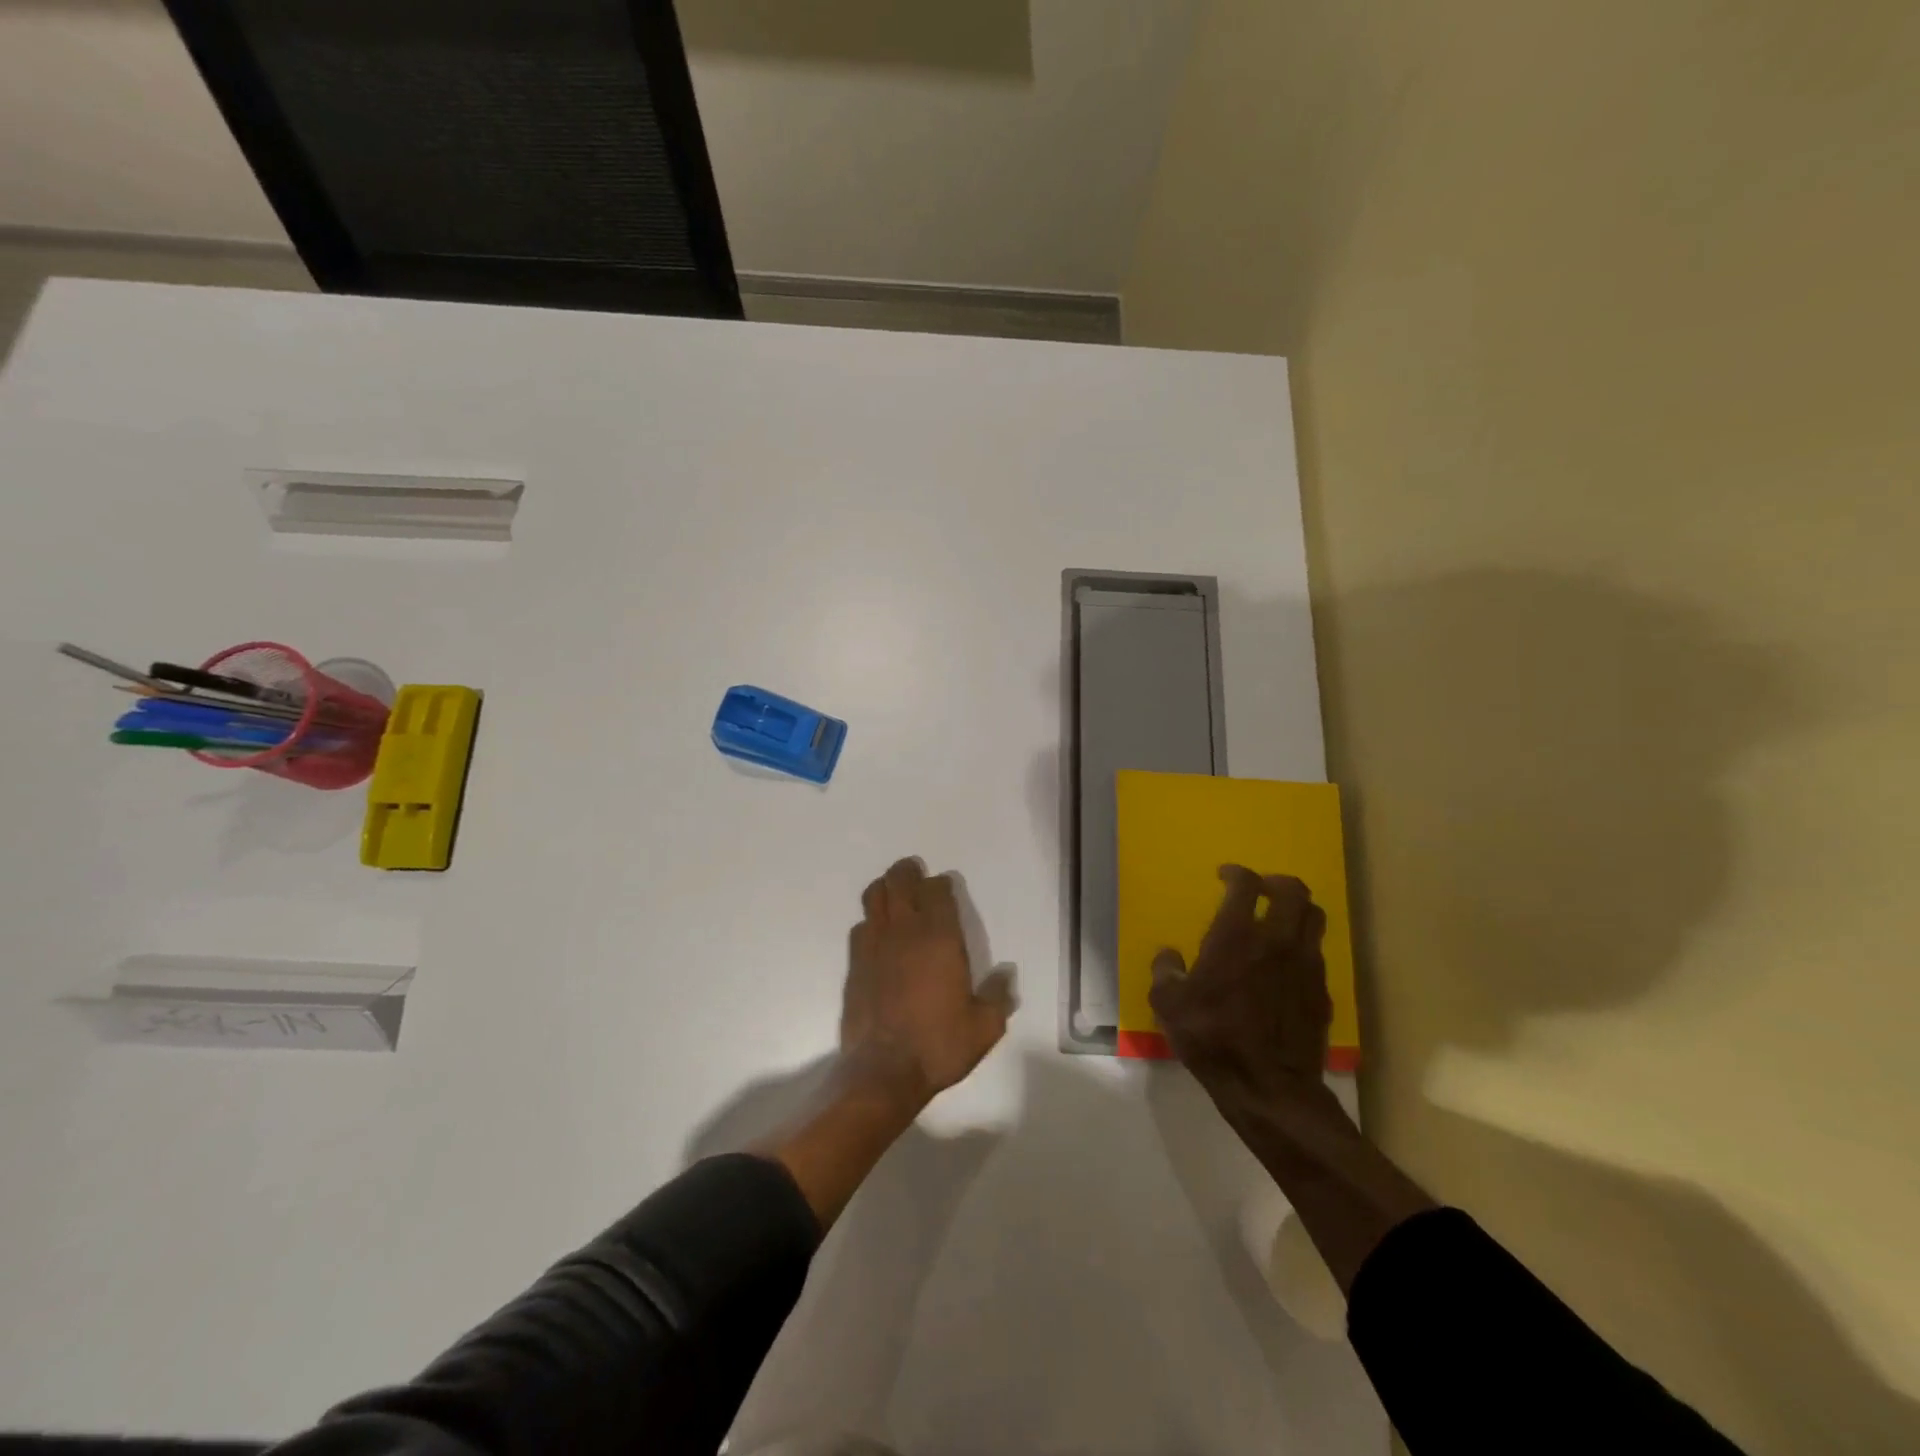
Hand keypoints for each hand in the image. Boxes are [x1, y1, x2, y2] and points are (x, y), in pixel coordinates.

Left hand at [840, 857, 1014, 1109]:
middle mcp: (905, 932)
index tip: (945, 888)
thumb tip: (1005, 976)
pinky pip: (860, 927)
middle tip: (915, 875)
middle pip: (900, 882)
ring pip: (875, 897)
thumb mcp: (984, 1027)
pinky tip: (877, 934)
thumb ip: (998, 996)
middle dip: (907, 873)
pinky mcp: (855, 964)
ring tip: (894, 894)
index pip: (937, 891)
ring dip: (885, 889)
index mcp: (940, 938)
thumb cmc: (939, 1045)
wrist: (884, 1072)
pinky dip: (871, 921)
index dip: (941, 885)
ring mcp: (874, 945)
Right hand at [1149, 867, 1339, 1126]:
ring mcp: (1306, 965)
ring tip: (1280, 919)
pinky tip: (1286, 964)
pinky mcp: (1322, 991)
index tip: (1226, 875)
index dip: (1236, 873)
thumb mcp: (1169, 1006)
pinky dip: (1303, 946)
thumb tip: (1169, 956)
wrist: (1270, 1088)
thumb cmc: (1213, 1039)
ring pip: (1314, 917)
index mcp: (1236, 937)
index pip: (1245, 884)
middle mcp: (1276, 941)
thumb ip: (1165, 972)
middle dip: (1276, 882)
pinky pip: (1318, 952)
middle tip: (1260, 889)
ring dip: (1297, 909)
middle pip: (1293, 890)